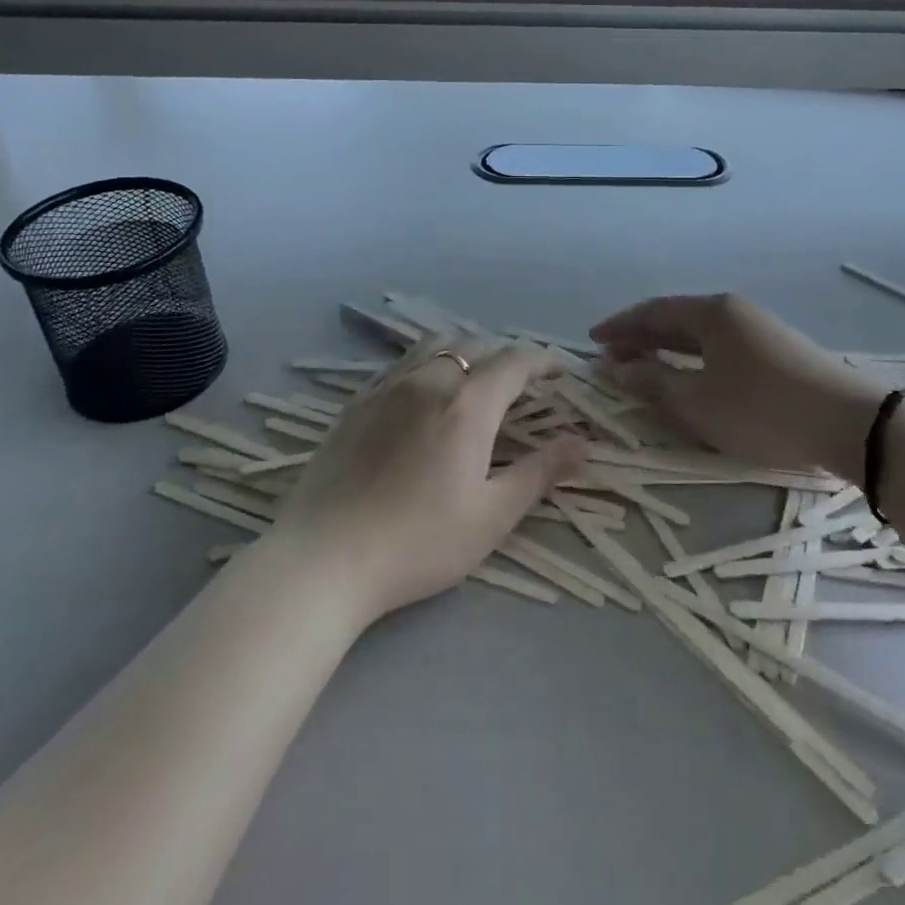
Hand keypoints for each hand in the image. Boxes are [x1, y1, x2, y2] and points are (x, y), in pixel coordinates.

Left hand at [270, 336, 585, 624]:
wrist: (323, 560)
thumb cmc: (418, 544)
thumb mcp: (491, 517)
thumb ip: (539, 473)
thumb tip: (581, 444)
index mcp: (467, 405)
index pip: (515, 361)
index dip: (542, 360)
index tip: (559, 372)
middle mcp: (429, 381)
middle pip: (475, 345)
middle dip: (506, 356)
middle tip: (523, 383)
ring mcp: (387, 388)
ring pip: (435, 346)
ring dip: (465, 351)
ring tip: (475, 377)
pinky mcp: (356, 403)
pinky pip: (402, 364)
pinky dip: (428, 364)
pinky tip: (425, 394)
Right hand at [590, 294, 893, 481]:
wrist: (849, 423)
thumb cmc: (763, 410)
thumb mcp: (699, 402)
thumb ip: (654, 382)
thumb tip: (619, 369)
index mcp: (712, 313)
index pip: (653, 312)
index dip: (619, 326)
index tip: (592, 340)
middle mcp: (733, 311)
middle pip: (676, 319)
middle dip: (640, 337)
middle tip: (611, 357)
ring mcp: (759, 329)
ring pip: (699, 335)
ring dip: (667, 349)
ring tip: (643, 368)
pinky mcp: (777, 351)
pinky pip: (720, 347)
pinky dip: (693, 359)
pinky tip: (690, 377)